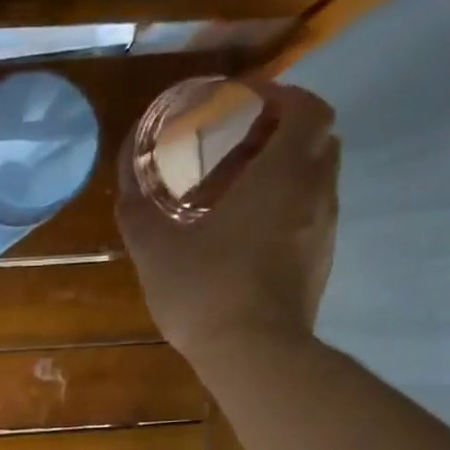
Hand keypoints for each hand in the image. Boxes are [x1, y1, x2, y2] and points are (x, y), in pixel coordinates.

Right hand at [115, 81, 339, 364]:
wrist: (254, 354)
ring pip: (317, 180)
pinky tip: (248, 235)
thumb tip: (125, 183)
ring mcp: (324, 231)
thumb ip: (138, 210)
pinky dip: (287, 209)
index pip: (307, 108)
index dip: (282, 96)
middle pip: (319, 140)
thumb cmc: (205, 289)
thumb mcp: (155, 249)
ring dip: (287, 173)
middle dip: (286, 131)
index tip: (247, 102)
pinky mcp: (320, 263)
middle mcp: (315, 193)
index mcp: (281, 175)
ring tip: (241, 191)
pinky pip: (311, 217)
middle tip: (242, 144)